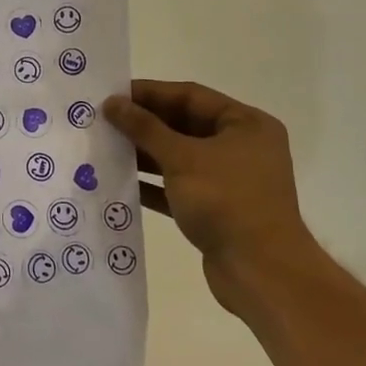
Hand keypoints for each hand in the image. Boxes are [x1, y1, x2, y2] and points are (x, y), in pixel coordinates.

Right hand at [103, 80, 312, 312]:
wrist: (261, 273)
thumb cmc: (226, 201)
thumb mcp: (182, 158)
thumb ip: (145, 128)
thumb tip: (112, 103)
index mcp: (246, 125)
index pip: (191, 96)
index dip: (150, 93)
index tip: (113, 94)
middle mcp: (242, 147)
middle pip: (185, 125)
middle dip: (144, 124)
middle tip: (104, 120)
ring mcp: (231, 180)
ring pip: (180, 157)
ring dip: (145, 153)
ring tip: (106, 148)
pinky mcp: (218, 209)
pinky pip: (180, 186)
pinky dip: (154, 183)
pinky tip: (122, 181)